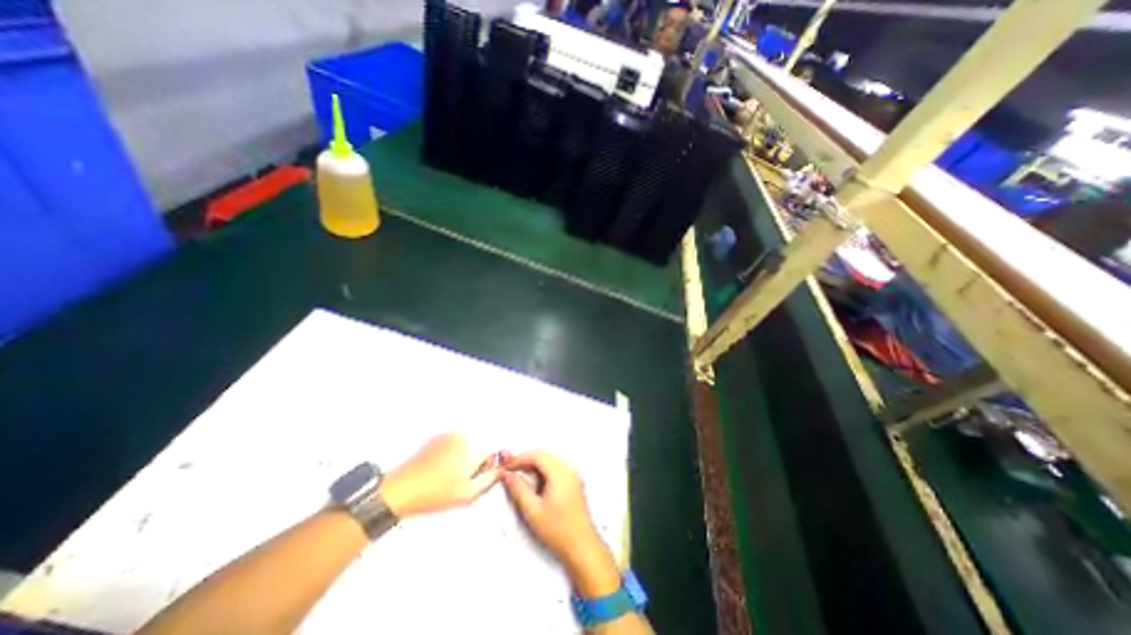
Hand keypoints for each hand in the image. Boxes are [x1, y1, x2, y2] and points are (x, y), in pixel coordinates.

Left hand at [377, 437, 500, 520]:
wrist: (399, 490)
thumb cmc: (434, 494)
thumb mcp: (468, 495)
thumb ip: (491, 480)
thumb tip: (501, 469)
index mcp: (473, 446)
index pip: (494, 452)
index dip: (488, 467)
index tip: (477, 479)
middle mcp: (463, 435)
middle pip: (481, 447)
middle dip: (476, 462)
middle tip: (461, 481)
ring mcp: (449, 434)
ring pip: (468, 446)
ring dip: (464, 459)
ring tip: (447, 477)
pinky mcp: (437, 437)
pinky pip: (454, 444)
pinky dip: (452, 455)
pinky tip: (439, 471)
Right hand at [499, 452, 618, 594]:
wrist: (582, 547)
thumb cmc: (559, 530)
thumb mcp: (533, 510)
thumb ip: (518, 489)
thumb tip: (507, 475)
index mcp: (560, 472)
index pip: (537, 456)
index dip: (519, 458)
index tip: (506, 466)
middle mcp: (568, 469)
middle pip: (544, 456)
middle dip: (525, 460)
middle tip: (510, 470)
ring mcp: (573, 475)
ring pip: (549, 461)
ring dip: (533, 465)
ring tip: (519, 476)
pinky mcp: (573, 483)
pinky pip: (555, 469)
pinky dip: (542, 471)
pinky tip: (533, 482)